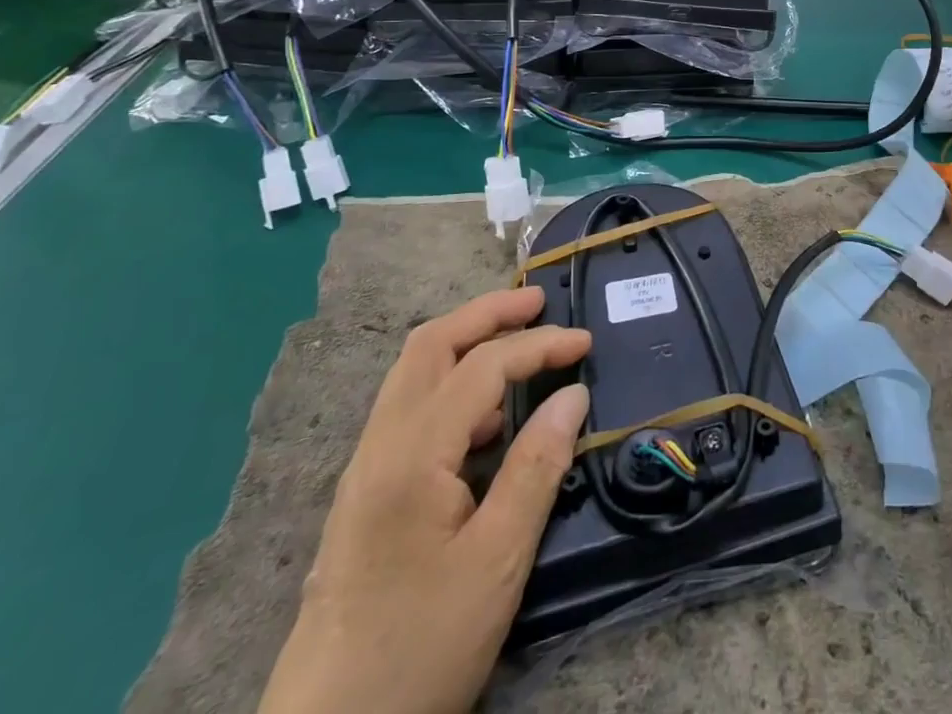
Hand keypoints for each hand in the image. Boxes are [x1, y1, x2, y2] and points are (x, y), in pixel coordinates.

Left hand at [259, 287, 590, 713]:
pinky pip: (411, 411)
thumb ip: (536, 467)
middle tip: (539, 302)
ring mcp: (366, 470)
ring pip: (414, 374)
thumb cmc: (421, 649)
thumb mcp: (497, 562)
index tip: (586, 345)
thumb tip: (573, 394)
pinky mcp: (366, 496)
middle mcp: (379, 447)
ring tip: (519, 348)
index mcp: (411, 456)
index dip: (538, 344)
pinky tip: (487, 421)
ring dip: (467, 344)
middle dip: (487, 313)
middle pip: (430, 345)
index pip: (482, 367)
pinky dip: (453, 386)